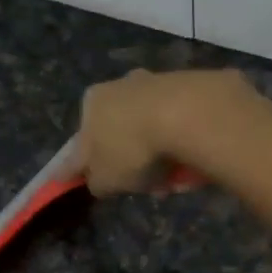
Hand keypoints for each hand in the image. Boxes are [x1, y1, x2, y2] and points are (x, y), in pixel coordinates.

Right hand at [78, 67, 254, 194]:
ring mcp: (155, 84)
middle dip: (132, 164)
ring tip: (172, 183)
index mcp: (91, 103)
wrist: (187, 115)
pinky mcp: (188, 88)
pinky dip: (180, 148)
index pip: (81, 143)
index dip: (88, 167)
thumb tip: (97, 179)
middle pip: (121, 136)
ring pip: (151, 133)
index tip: (99, 184)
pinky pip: (178, 128)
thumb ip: (95, 182)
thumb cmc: (132, 149)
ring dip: (159, 160)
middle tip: (144, 188)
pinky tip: (189, 167)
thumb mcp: (104, 181)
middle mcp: (120, 86)